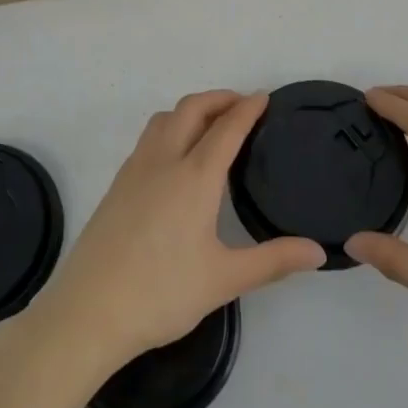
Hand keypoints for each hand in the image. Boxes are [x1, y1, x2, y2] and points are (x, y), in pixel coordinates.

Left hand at [26, 92, 324, 375]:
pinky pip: (148, 138)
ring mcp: (135, 170)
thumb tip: (319, 251)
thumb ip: (273, 261)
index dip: (247, 109)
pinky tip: (176, 158)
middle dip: (218, 98)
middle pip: (191, 109)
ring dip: (191, 110)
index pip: (226, 128)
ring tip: (210, 125)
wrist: (89, 310)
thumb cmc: (162, 293)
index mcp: (194, 177)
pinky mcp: (117, 185)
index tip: (264, 97)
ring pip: (164, 119)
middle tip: (242, 105)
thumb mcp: (224, 279)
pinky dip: (170, 128)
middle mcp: (164, 161)